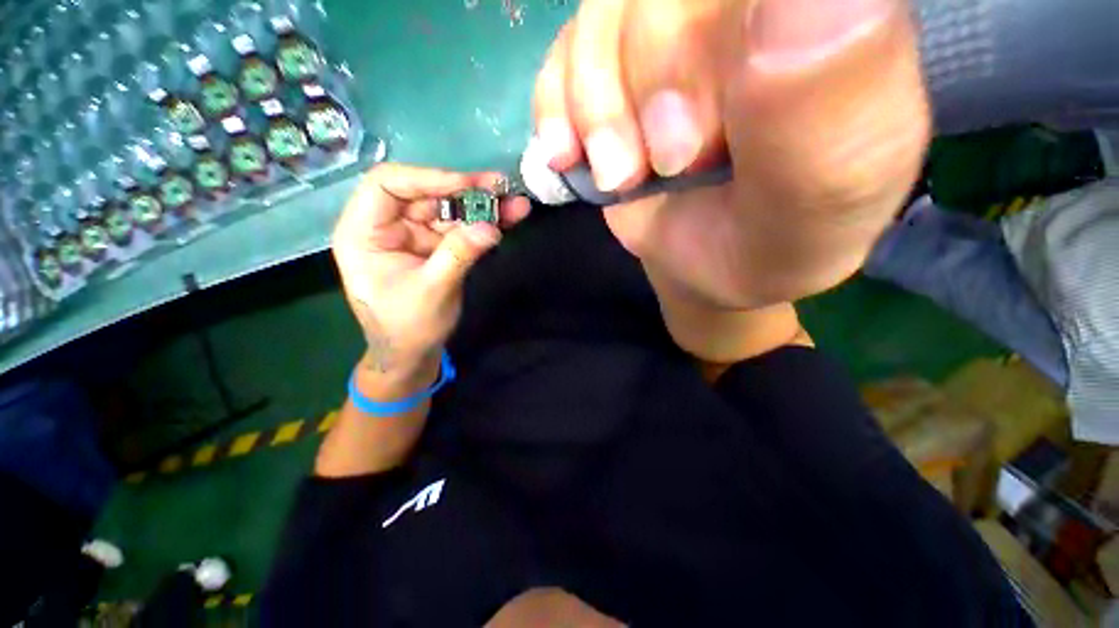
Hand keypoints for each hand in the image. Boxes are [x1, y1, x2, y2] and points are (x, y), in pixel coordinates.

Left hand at [332, 164, 529, 374]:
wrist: (413, 353)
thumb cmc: (407, 327)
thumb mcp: (432, 292)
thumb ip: (459, 256)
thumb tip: (491, 228)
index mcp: (364, 232)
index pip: (387, 184)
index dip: (428, 178)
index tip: (468, 186)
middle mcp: (388, 226)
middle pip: (427, 194)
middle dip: (466, 191)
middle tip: (502, 188)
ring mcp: (415, 235)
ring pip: (449, 209)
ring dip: (484, 207)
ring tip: (516, 205)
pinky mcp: (436, 246)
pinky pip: (461, 228)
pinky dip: (485, 224)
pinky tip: (509, 218)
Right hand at [533, 0, 929, 309]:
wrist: (712, 263)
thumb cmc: (770, 242)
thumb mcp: (812, 204)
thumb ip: (828, 113)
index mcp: (832, 18)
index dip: (705, 40)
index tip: (702, 136)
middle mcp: (744, 8)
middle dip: (653, 80)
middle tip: (668, 165)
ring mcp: (672, 31)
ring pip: (606, 8)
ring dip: (598, 107)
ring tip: (620, 176)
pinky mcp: (616, 70)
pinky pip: (565, 49)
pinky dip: (557, 107)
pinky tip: (573, 156)